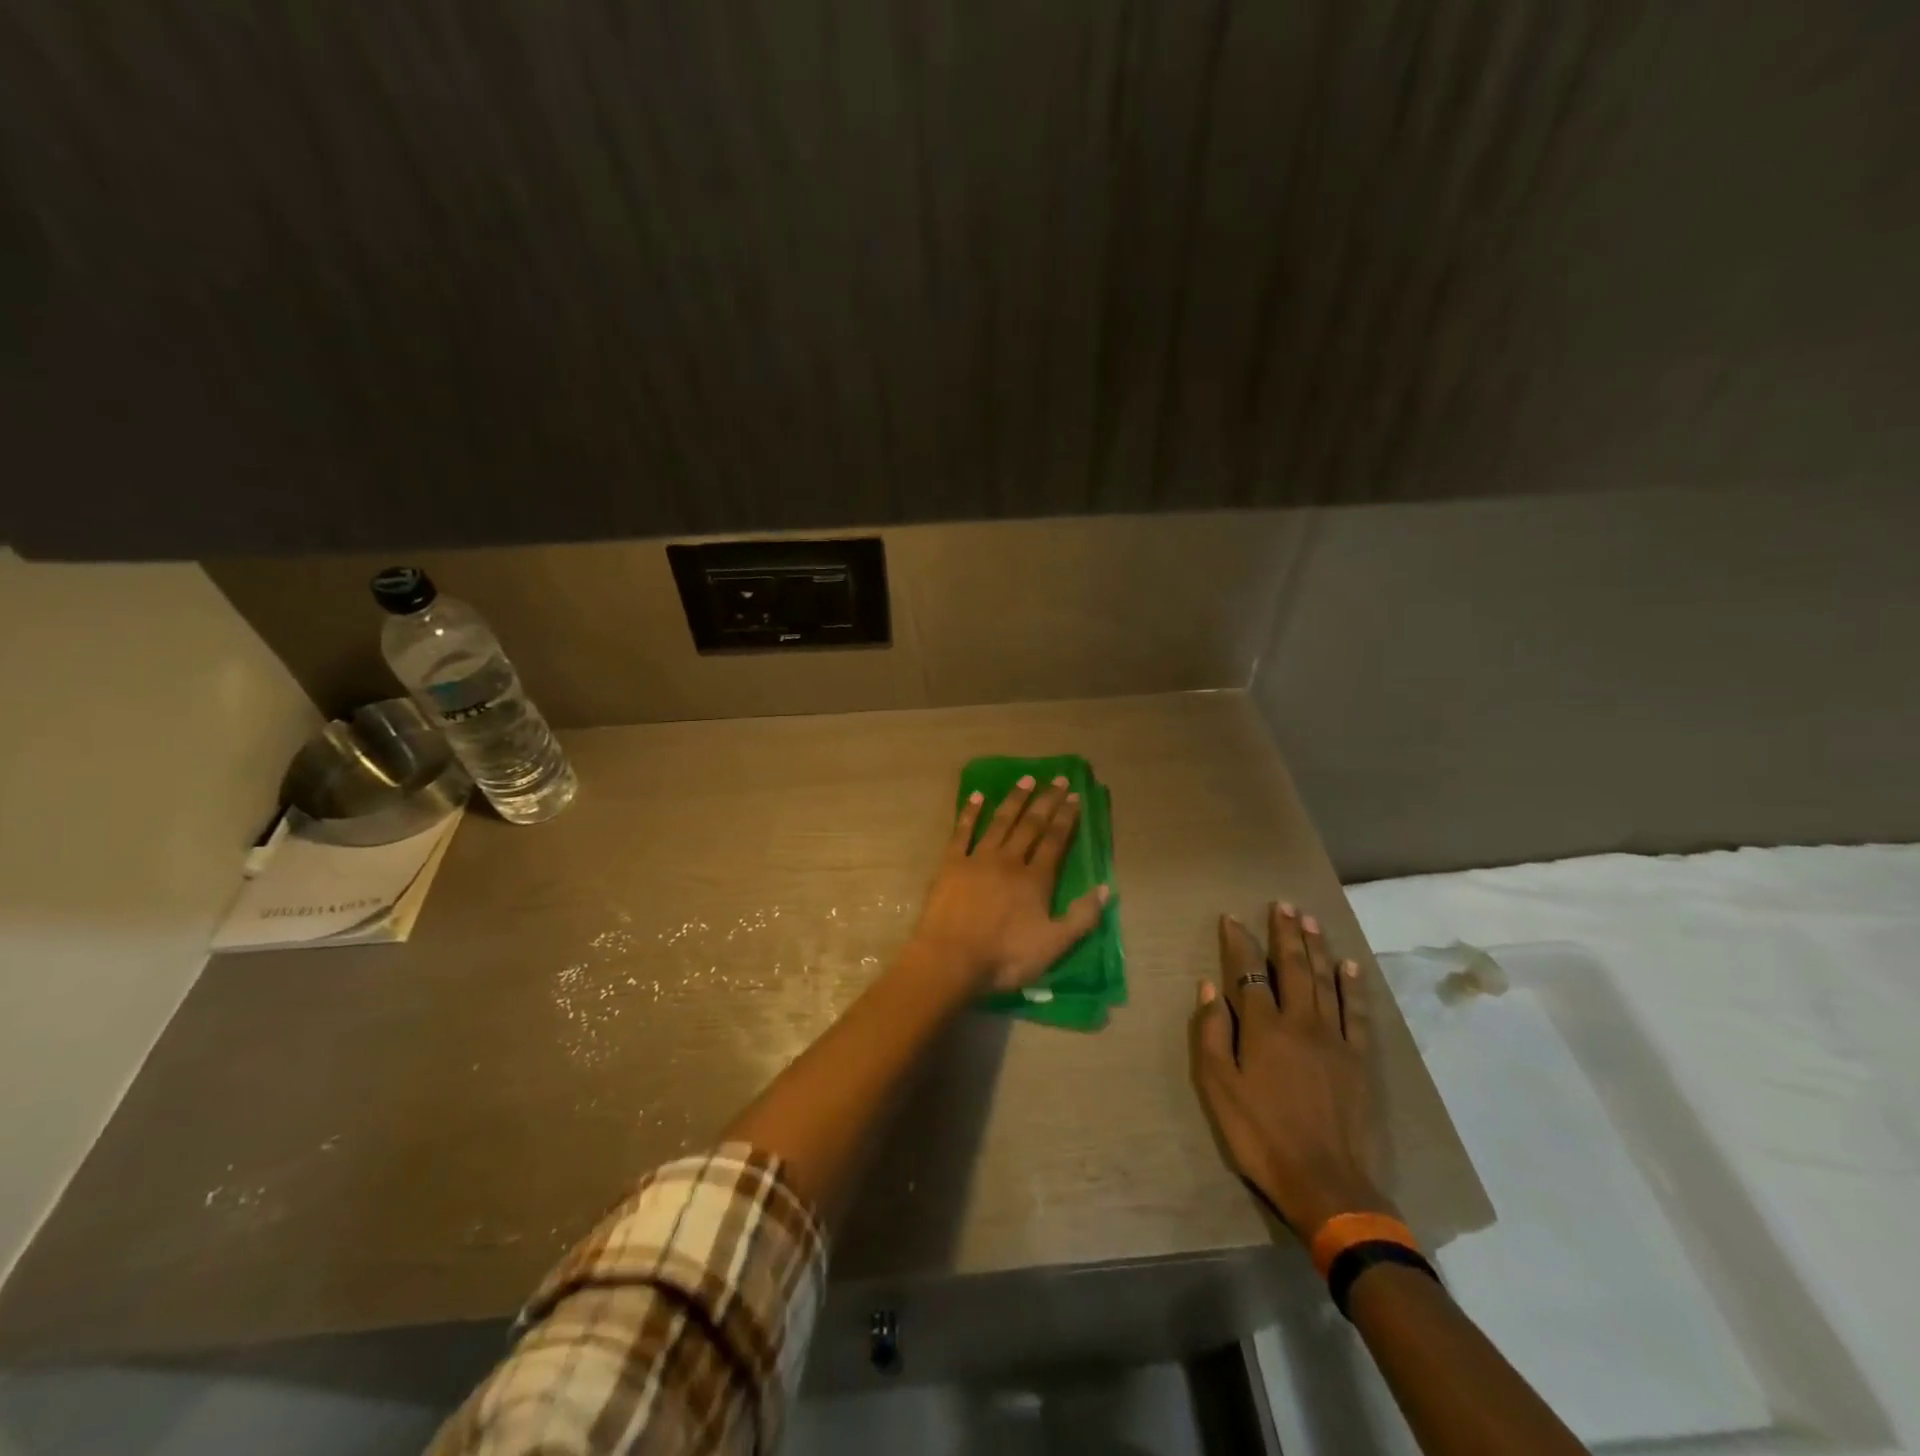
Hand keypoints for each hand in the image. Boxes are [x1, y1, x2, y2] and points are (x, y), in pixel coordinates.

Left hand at [909, 774, 1110, 994]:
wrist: (952, 960)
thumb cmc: (1005, 957)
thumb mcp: (1054, 945)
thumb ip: (1082, 917)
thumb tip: (1105, 887)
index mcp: (1035, 879)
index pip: (1055, 841)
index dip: (1066, 818)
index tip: (1075, 796)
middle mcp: (1009, 860)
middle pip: (1031, 825)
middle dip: (1046, 801)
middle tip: (1058, 779)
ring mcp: (978, 859)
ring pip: (1000, 822)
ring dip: (1015, 800)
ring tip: (1026, 779)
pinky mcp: (951, 864)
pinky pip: (962, 832)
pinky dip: (970, 812)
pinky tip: (977, 796)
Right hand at [1190, 902, 1391, 1240]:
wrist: (1327, 1184)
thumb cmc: (1261, 1135)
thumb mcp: (1219, 1088)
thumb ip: (1213, 1033)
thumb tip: (1209, 986)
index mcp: (1264, 1028)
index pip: (1248, 973)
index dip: (1239, 942)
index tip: (1232, 918)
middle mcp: (1301, 1023)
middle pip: (1292, 968)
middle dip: (1285, 933)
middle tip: (1282, 905)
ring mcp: (1335, 1040)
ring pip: (1325, 981)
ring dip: (1316, 948)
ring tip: (1309, 920)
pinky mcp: (1360, 1060)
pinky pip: (1357, 1013)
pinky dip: (1353, 986)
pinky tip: (1349, 966)